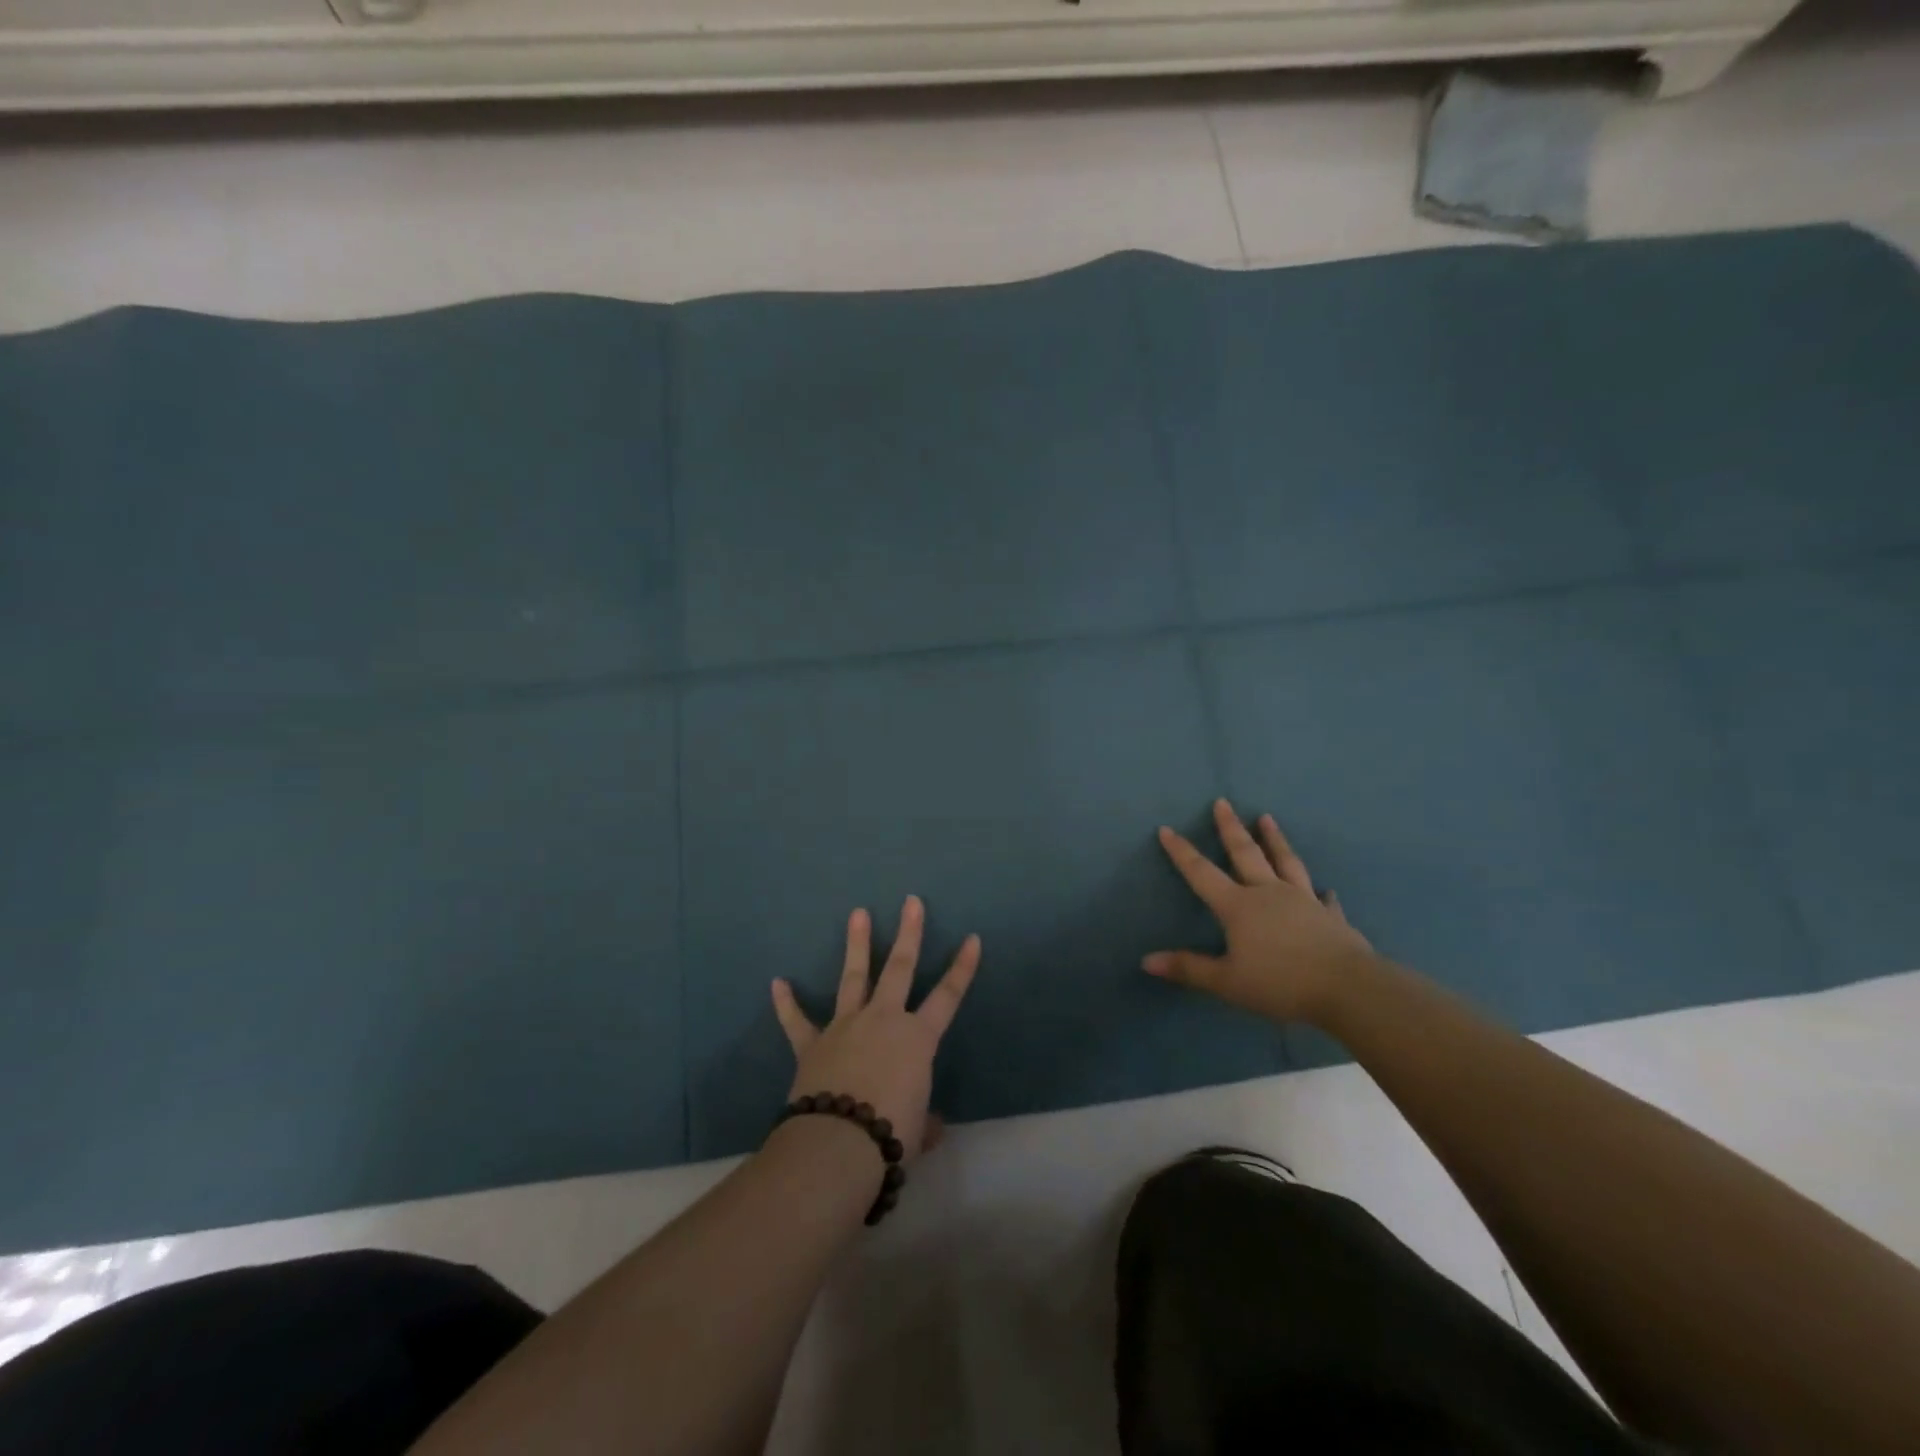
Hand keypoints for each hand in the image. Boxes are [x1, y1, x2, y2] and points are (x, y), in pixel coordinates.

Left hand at [770, 896, 979, 1160]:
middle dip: (909, 933)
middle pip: (899, 968)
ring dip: (856, 945)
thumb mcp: (917, 1132)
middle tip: (911, 901)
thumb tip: (931, 1127)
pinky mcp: (812, 1044)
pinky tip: (778, 983)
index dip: (962, 968)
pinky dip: (787, 1003)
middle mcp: (884, 1020)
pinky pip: (797, 1020)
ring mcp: (845, 1026)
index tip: (972, 938)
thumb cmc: (890, 1134)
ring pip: (853, 977)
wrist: (838, 1143)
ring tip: (858, 912)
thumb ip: (924, 1122)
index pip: (948, 996)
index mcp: (917, 1039)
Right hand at [1145, 799, 1377, 1024]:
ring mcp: (1303, 901)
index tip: (1167, 829)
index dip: (1182, 852)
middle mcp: (1269, 893)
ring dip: (1275, 840)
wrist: (1348, 988)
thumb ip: (1189, 968)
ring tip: (1267, 818)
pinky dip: (1321, 892)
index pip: (1202, 873)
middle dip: (1231, 828)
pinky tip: (1326, 889)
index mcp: (1239, 906)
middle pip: (1246, 853)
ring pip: (1286, 862)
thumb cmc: (1280, 983)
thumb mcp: (1227, 982)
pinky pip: (1324, 899)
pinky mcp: (1331, 917)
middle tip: (1223, 802)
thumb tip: (1147, 961)